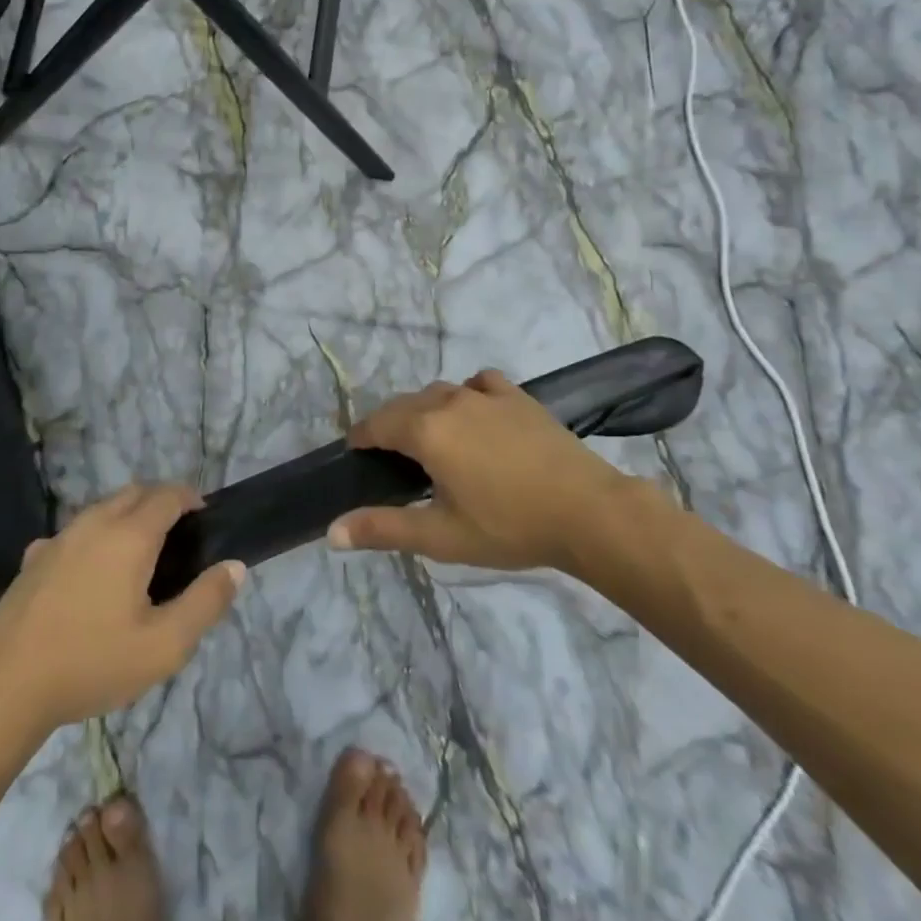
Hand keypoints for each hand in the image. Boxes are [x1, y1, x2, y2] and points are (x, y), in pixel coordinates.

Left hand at [0, 484, 243, 742]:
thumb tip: (235, 567)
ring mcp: (59, 538)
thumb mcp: (164, 646)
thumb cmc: (91, 663)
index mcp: (129, 535)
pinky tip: (90, 575)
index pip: (168, 494)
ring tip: (139, 554)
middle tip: (178, 536)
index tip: (204, 519)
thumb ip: (205, 602)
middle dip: (161, 501)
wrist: (4, 686)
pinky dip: (94, 537)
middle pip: (134, 492)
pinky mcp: (33, 558)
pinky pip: (74, 532)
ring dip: (127, 515)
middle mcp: (93, 523)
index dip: (191, 498)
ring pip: (101, 508)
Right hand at [329, 369, 634, 572]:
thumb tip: (332, 532)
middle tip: (390, 458)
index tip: (357, 455)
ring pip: (438, 392)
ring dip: (424, 410)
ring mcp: (485, 394)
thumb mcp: (441, 536)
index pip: (376, 424)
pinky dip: (465, 395)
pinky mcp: (516, 396)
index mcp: (425, 430)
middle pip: (403, 405)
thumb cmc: (509, 526)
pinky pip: (477, 384)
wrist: (588, 511)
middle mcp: (449, 400)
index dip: (360, 438)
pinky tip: (474, 415)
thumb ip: (383, 529)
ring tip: (430, 440)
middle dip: (389, 425)